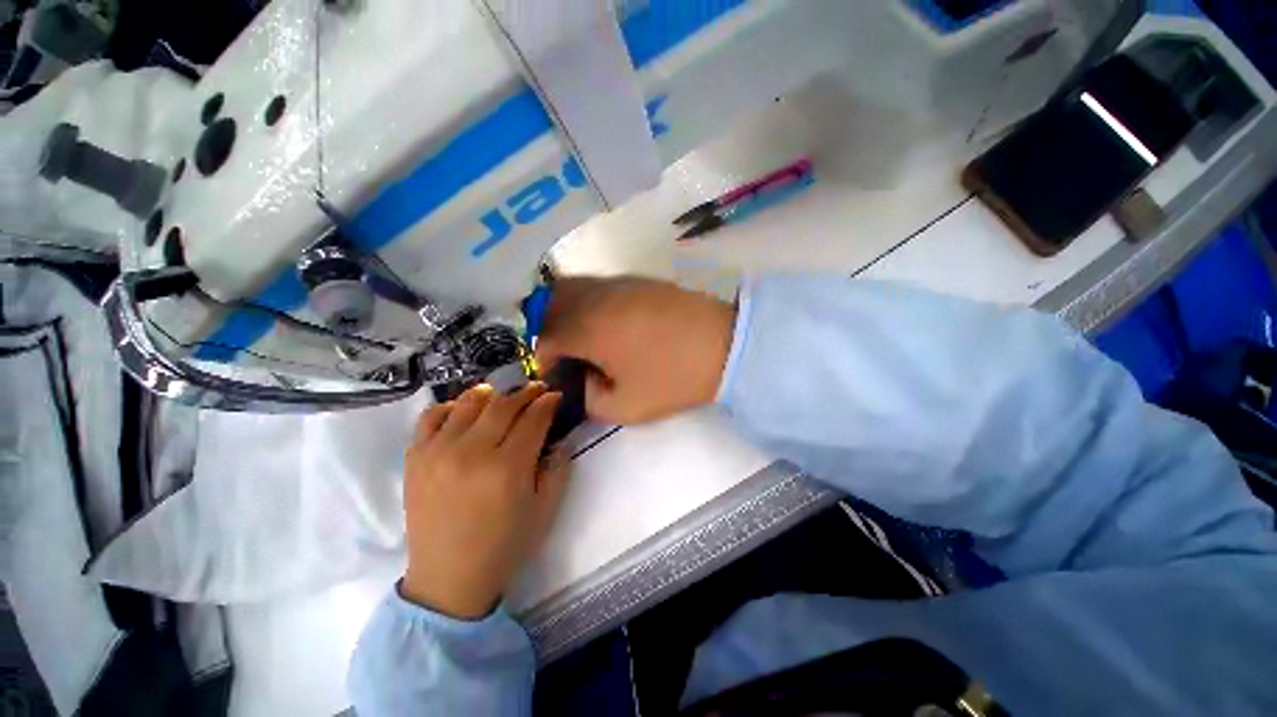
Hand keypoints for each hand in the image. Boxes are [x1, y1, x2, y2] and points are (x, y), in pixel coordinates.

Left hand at [400, 383, 569, 619]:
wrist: (448, 577)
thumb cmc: (505, 544)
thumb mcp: (545, 509)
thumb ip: (558, 468)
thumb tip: (559, 438)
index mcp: (508, 468)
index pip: (533, 418)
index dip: (548, 402)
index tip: (555, 395)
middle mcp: (472, 452)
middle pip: (504, 405)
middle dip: (526, 393)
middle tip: (536, 390)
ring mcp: (438, 452)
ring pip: (469, 402)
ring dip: (491, 394)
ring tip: (501, 398)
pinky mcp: (415, 457)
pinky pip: (431, 416)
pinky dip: (451, 406)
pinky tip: (463, 413)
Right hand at [536, 277, 735, 424]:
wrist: (724, 344)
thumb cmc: (673, 377)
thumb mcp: (628, 407)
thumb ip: (592, 400)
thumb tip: (587, 380)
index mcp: (587, 328)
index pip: (545, 338)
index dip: (543, 360)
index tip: (555, 376)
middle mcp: (595, 297)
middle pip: (549, 303)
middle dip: (546, 329)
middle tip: (562, 352)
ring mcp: (617, 283)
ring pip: (572, 288)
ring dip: (565, 311)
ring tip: (581, 337)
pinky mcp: (636, 279)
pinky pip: (597, 285)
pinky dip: (588, 301)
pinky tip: (606, 322)